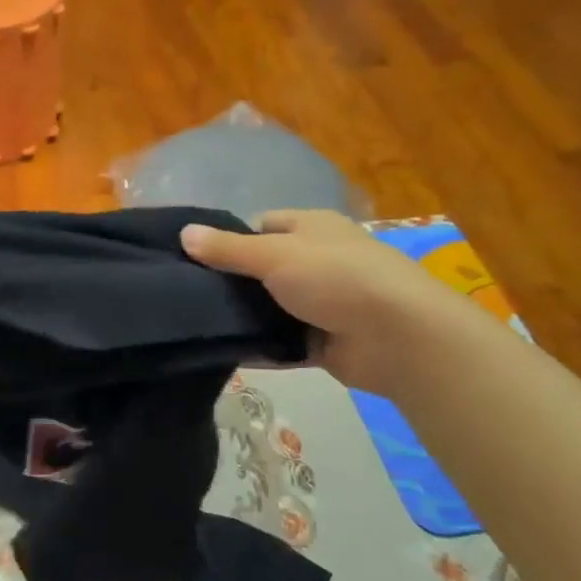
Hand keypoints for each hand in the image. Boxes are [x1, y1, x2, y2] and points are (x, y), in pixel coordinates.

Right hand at [181, 210, 472, 395]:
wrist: (398, 336)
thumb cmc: (336, 277)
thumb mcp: (273, 255)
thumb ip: (227, 249)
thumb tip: (183, 233)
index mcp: (312, 228)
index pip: (264, 226)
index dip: (232, 239)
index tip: (197, 259)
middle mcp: (318, 262)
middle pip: (264, 270)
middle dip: (232, 283)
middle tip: (188, 296)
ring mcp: (322, 304)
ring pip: (271, 309)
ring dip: (244, 318)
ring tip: (196, 325)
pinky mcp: (324, 342)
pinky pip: (282, 344)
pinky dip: (260, 349)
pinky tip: (222, 354)